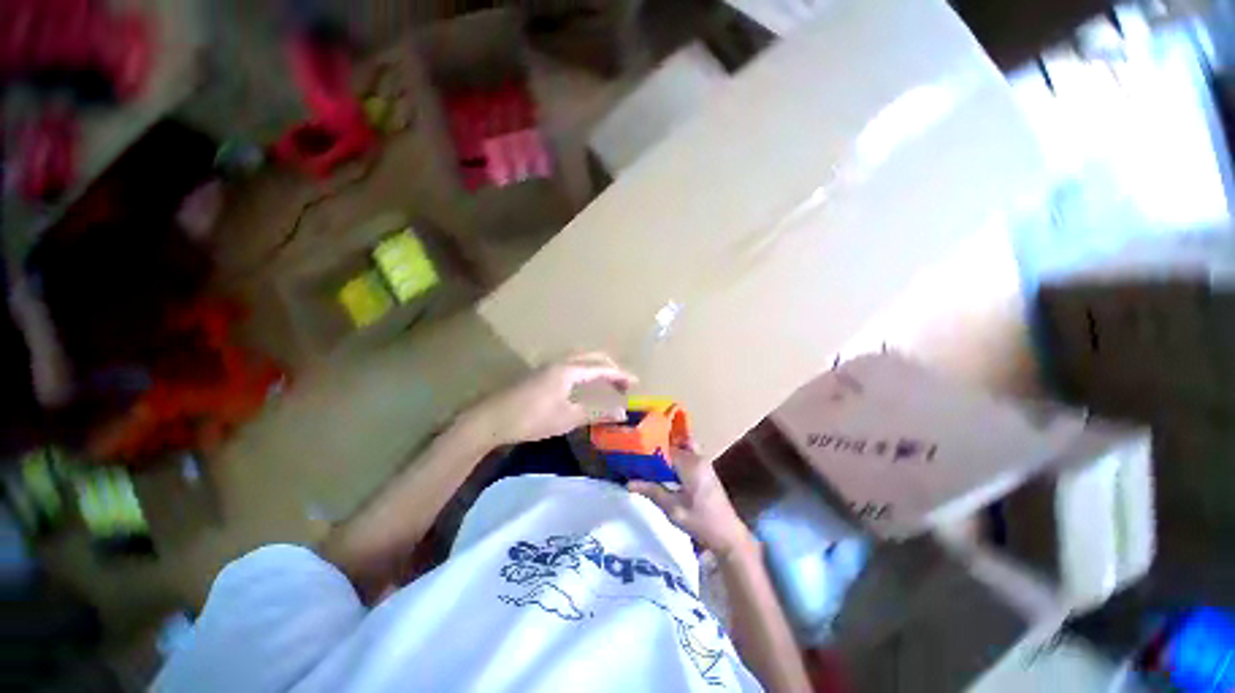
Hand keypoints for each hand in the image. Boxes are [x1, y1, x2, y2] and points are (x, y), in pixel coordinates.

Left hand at [464, 353, 636, 446]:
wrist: (492, 419)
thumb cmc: (532, 418)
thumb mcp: (568, 418)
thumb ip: (597, 412)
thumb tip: (623, 412)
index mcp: (569, 370)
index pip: (602, 368)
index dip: (621, 375)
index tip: (636, 382)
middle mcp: (561, 362)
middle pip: (592, 357)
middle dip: (611, 367)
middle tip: (624, 382)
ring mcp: (549, 366)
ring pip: (580, 359)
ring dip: (597, 367)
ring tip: (608, 382)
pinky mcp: (541, 374)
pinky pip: (571, 365)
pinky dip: (585, 371)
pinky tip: (584, 384)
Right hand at [628, 445, 755, 557]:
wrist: (728, 535)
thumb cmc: (701, 522)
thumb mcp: (673, 509)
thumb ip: (652, 492)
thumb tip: (629, 482)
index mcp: (691, 464)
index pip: (664, 448)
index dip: (648, 451)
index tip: (633, 457)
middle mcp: (698, 458)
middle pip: (672, 445)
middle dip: (655, 450)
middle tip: (638, 459)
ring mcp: (703, 462)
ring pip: (679, 448)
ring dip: (665, 454)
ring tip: (648, 464)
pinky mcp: (705, 469)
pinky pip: (686, 456)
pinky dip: (674, 459)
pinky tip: (663, 471)